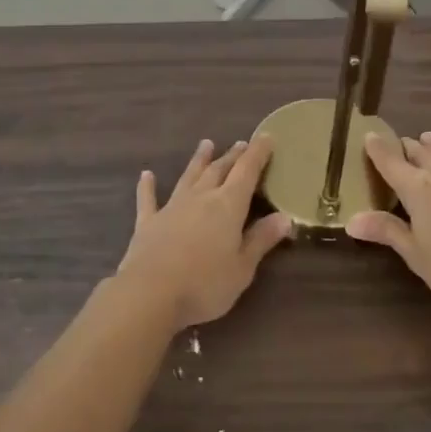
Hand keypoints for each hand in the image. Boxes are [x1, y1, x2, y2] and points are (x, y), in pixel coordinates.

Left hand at [118, 137, 291, 330]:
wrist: (150, 294)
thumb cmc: (205, 285)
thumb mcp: (242, 268)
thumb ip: (261, 240)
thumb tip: (284, 217)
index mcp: (228, 206)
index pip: (247, 171)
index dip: (258, 153)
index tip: (267, 136)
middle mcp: (201, 198)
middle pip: (219, 170)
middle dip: (232, 156)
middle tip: (241, 143)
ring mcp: (172, 208)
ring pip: (189, 177)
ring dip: (199, 160)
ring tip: (206, 144)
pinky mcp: (148, 223)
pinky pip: (148, 199)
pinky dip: (148, 186)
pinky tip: (146, 175)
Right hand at [346, 132, 430, 314]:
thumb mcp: (415, 253)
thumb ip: (386, 231)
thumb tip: (351, 220)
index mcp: (416, 188)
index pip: (390, 162)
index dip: (377, 149)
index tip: (368, 134)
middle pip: (418, 153)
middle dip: (404, 147)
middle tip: (395, 143)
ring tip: (424, 136)